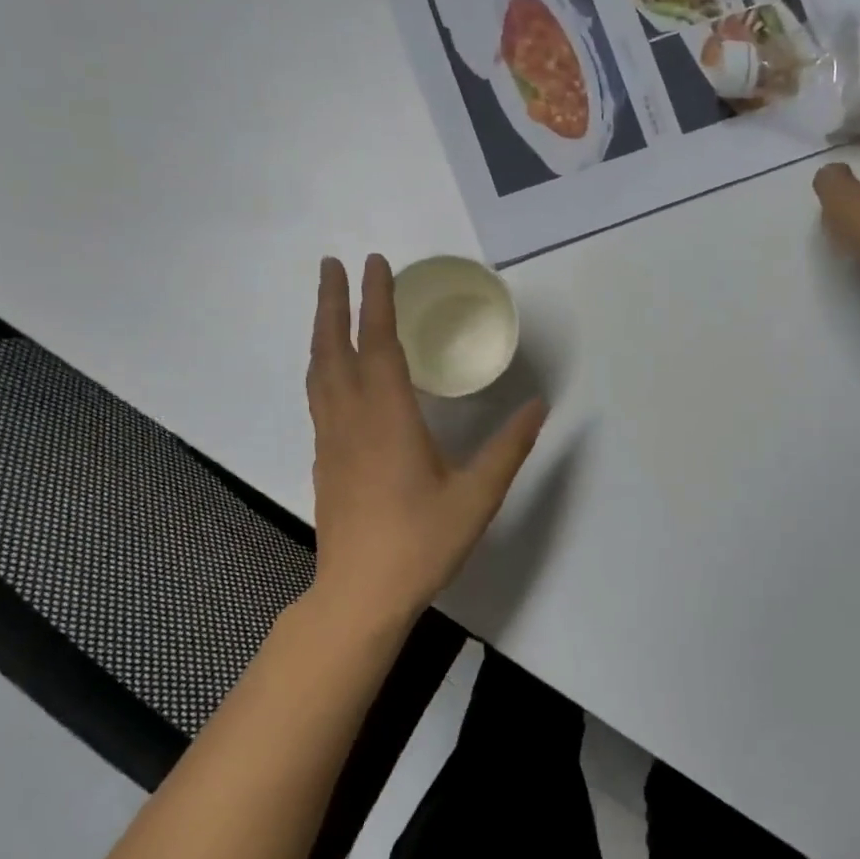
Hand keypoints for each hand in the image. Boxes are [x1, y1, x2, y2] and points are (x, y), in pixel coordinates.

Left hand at [306, 254, 546, 623]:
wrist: (359, 596)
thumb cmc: (420, 542)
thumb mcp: (477, 496)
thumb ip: (509, 447)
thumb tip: (540, 405)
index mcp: (387, 418)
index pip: (377, 343)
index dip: (375, 299)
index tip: (373, 262)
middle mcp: (351, 419)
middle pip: (333, 348)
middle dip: (332, 302)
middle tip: (331, 264)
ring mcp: (331, 441)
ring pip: (319, 372)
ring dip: (321, 331)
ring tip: (328, 306)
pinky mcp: (325, 462)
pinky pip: (319, 397)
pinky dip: (323, 366)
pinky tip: (335, 372)